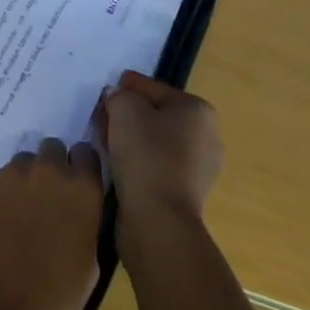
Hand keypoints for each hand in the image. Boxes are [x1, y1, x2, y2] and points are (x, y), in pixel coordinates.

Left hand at [0, 139, 104, 309]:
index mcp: (81, 189)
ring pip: (19, 165)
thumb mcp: (89, 265)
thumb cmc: (53, 304)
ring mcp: (8, 175)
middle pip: (51, 150)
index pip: (86, 152)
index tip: (75, 186)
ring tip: (13, 220)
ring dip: (21, 184)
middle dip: (50, 170)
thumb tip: (76, 212)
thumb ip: (84, 223)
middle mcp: (46, 170)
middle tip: (43, 203)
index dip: (80, 168)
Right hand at [97, 71, 222, 226]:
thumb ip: (118, 95)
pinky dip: (138, 162)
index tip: (105, 93)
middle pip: (157, 115)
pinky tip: (117, 164)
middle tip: (102, 118)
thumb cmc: (146, 155)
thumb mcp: (124, 109)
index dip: (127, 87)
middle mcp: (207, 137)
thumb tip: (117, 99)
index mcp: (199, 111)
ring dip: (131, 139)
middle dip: (128, 114)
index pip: (154, 89)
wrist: (159, 221)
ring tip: (105, 141)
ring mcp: (199, 169)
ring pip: (156, 142)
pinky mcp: (186, 195)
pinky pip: (156, 166)